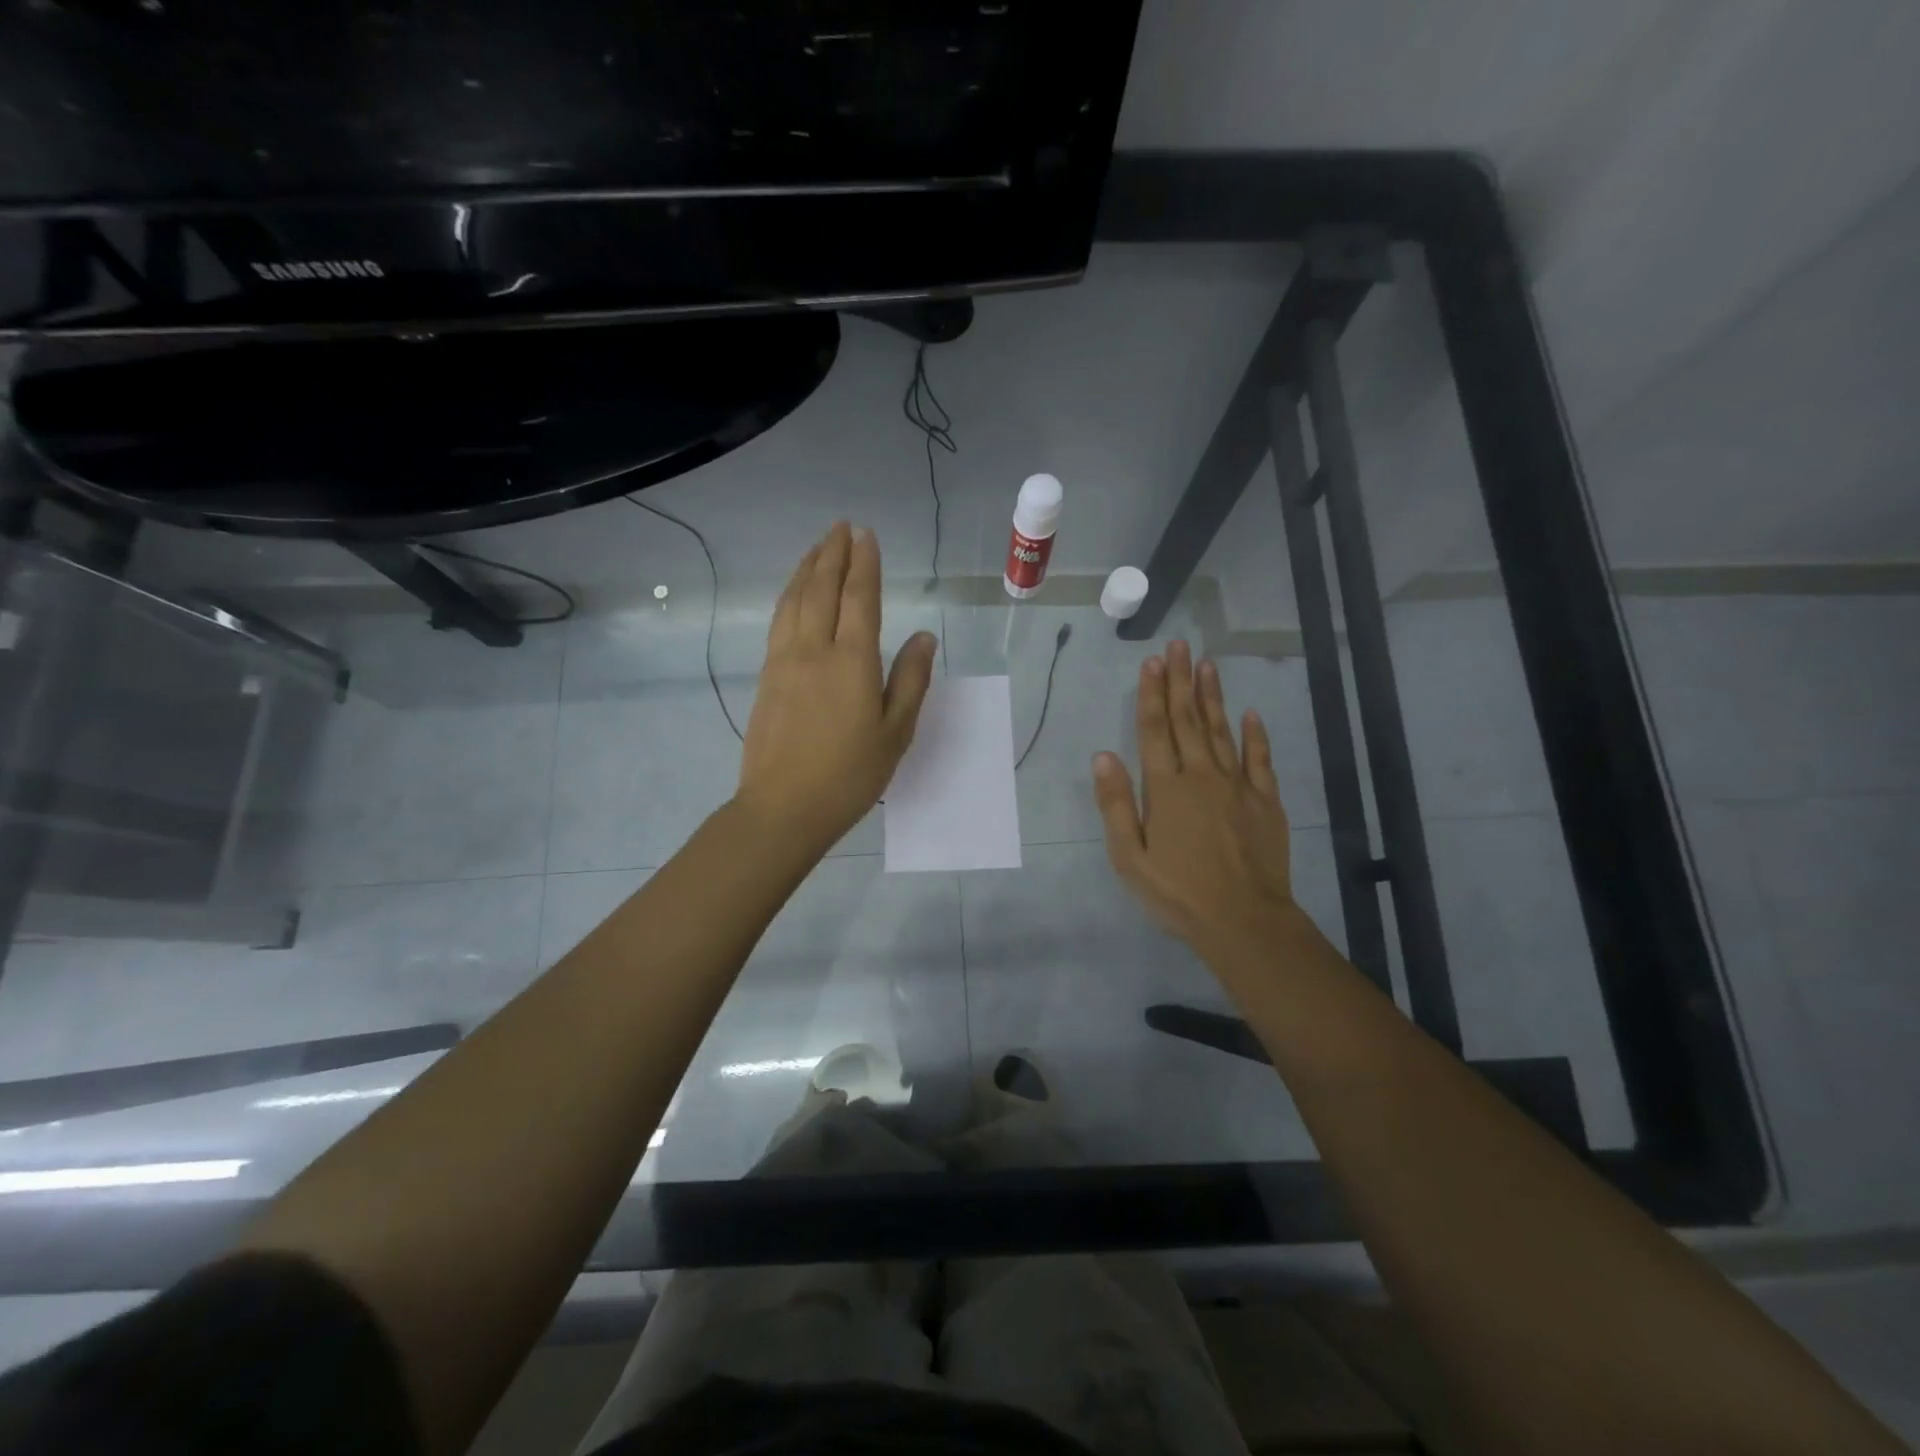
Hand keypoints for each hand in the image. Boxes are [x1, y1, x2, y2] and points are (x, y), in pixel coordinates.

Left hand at [736, 522, 937, 853]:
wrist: (783, 807)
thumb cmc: (849, 775)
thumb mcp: (895, 732)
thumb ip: (910, 680)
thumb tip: (923, 636)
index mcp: (851, 661)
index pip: (860, 598)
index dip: (865, 564)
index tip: (867, 535)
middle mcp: (814, 649)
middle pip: (822, 589)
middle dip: (833, 554)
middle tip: (842, 527)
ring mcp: (784, 661)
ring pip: (794, 600)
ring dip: (807, 568)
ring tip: (818, 547)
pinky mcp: (765, 677)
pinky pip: (778, 621)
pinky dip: (788, 596)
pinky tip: (792, 593)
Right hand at [1092, 640, 1301, 970]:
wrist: (1244, 920)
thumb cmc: (1177, 892)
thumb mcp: (1129, 856)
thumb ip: (1115, 804)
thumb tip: (1103, 755)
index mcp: (1165, 788)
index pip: (1154, 730)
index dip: (1151, 694)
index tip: (1152, 661)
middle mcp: (1201, 775)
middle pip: (1187, 720)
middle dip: (1180, 681)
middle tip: (1179, 646)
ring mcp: (1237, 786)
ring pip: (1222, 730)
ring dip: (1212, 696)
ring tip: (1207, 664)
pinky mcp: (1265, 801)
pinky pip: (1260, 759)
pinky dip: (1255, 735)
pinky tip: (1250, 714)